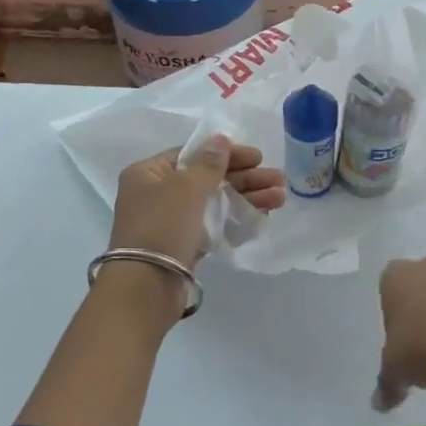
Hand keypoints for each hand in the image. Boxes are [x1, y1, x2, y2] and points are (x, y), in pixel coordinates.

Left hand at [108, 137, 285, 271]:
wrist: (146, 286)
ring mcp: (170, 222)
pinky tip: (262, 216)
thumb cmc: (162, 227)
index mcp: (148, 174)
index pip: (192, 155)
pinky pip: (213, 225)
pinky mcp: (183, 246)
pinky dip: (235, 220)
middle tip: (278, 180)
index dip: (226, 154)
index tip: (257, 157)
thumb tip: (220, 139)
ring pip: (214, 203)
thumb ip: (208, 163)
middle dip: (245, 178)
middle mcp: (156, 194)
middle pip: (207, 179)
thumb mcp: (186, 188)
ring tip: (279, 198)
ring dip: (247, 198)